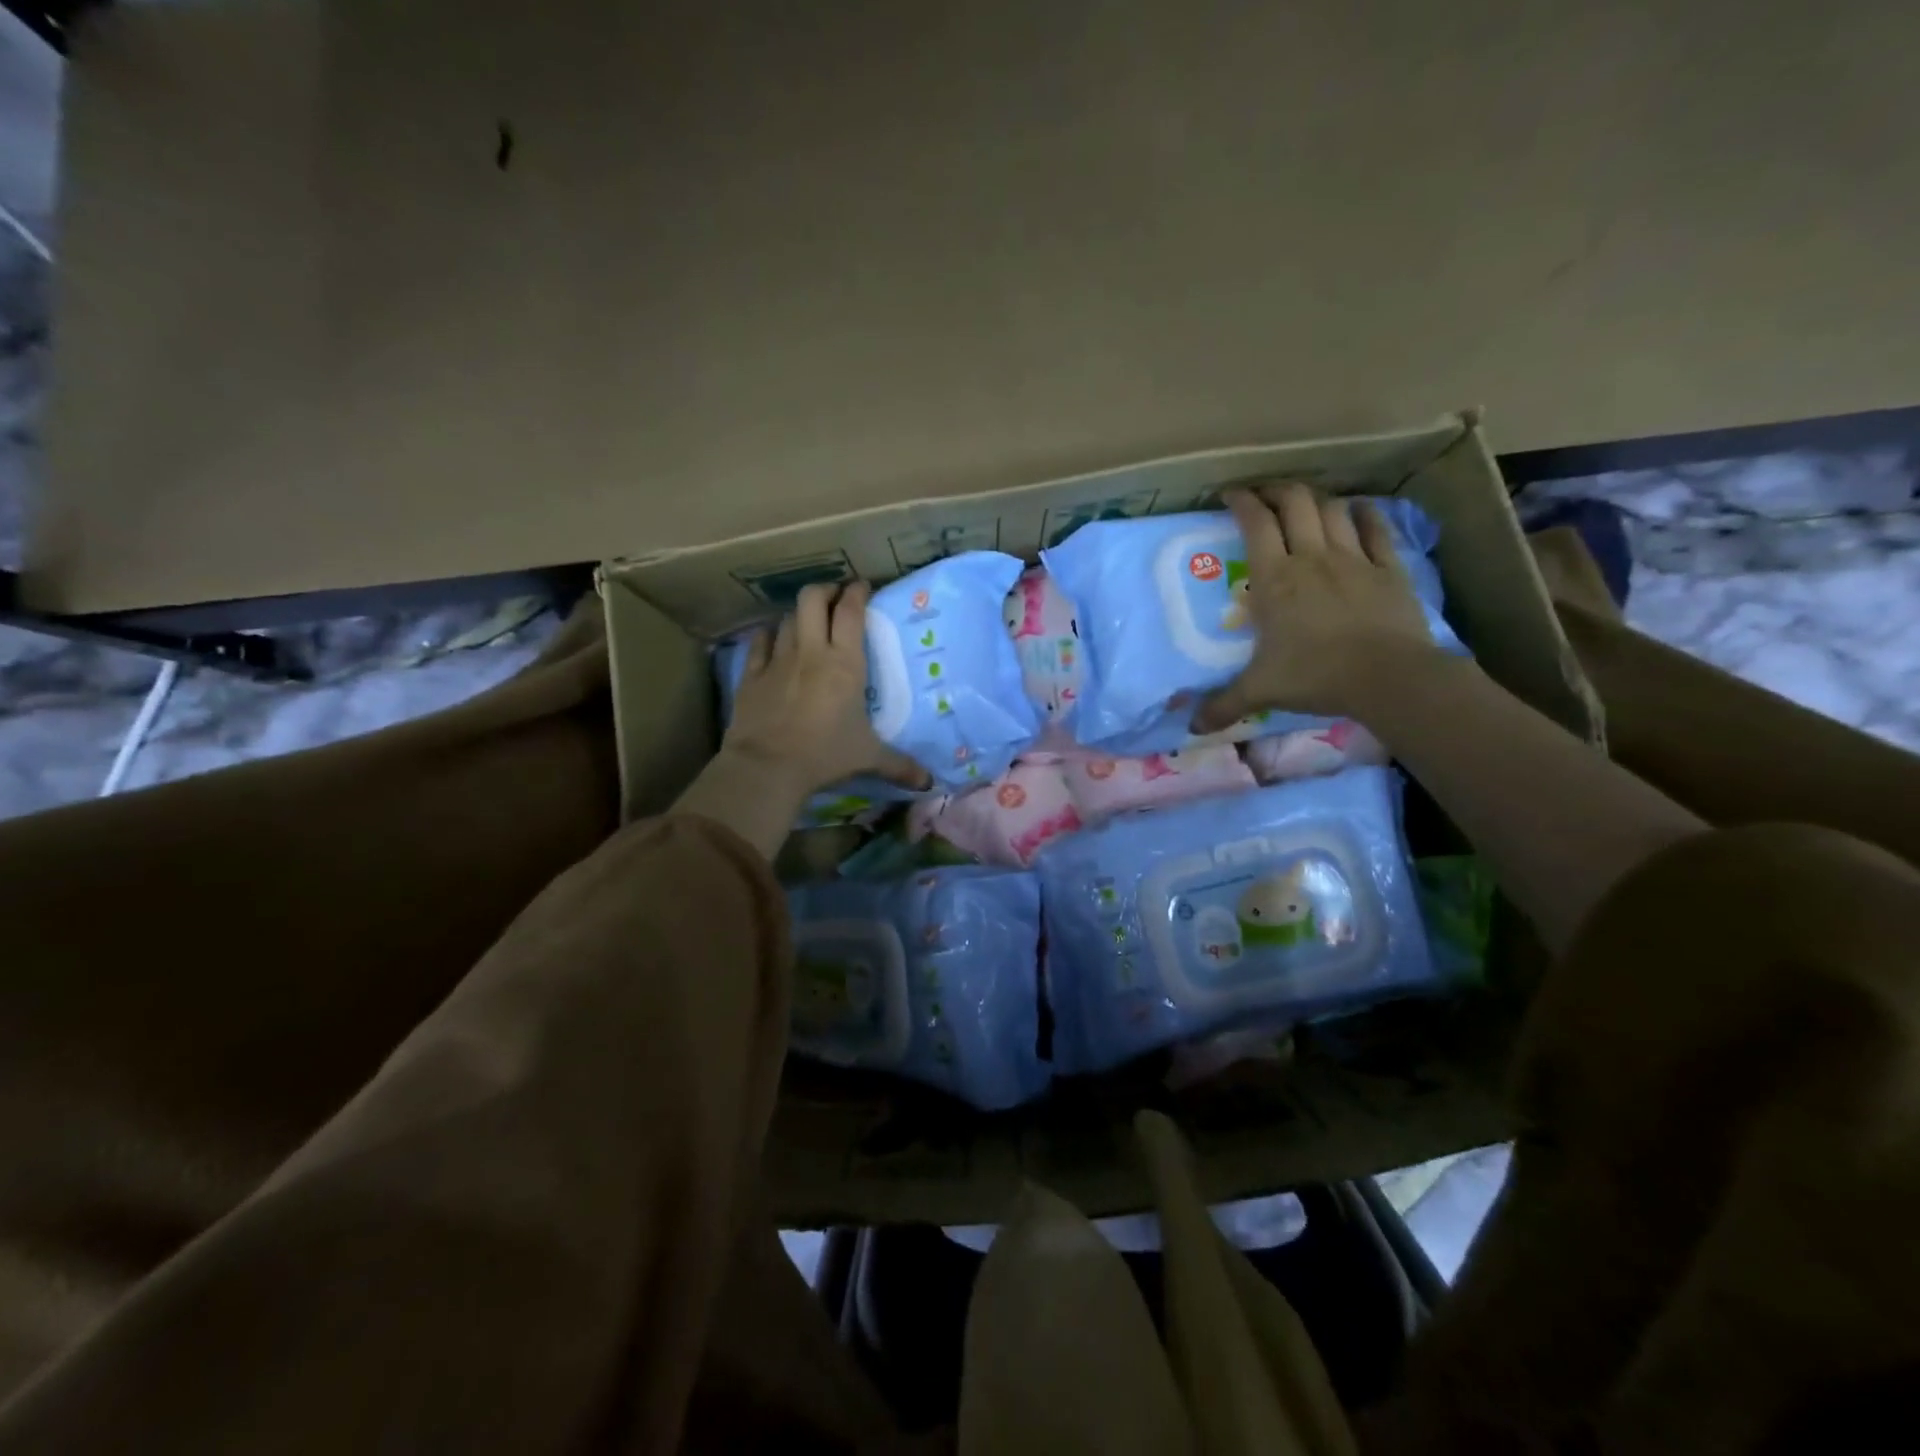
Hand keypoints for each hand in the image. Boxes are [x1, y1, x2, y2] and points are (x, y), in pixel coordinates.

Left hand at [723, 581, 930, 797]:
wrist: (767, 767)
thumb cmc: (824, 755)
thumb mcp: (868, 758)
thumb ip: (899, 766)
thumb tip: (929, 783)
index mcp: (844, 664)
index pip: (851, 613)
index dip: (857, 593)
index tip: (862, 587)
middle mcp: (811, 652)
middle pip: (813, 599)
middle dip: (825, 591)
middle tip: (835, 598)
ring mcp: (777, 660)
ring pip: (787, 619)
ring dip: (799, 614)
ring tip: (808, 621)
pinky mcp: (751, 675)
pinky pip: (759, 643)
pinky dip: (768, 635)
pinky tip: (772, 638)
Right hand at [1192, 483, 1447, 731]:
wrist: (1387, 677)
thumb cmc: (1315, 676)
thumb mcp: (1260, 691)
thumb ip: (1223, 705)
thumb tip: (1192, 727)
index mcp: (1274, 579)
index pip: (1254, 523)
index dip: (1241, 502)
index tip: (1229, 495)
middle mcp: (1311, 557)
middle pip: (1294, 503)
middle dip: (1276, 491)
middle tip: (1264, 495)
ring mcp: (1354, 559)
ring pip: (1332, 510)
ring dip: (1316, 500)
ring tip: (1305, 504)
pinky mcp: (1388, 568)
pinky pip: (1376, 529)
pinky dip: (1364, 514)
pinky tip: (1357, 511)